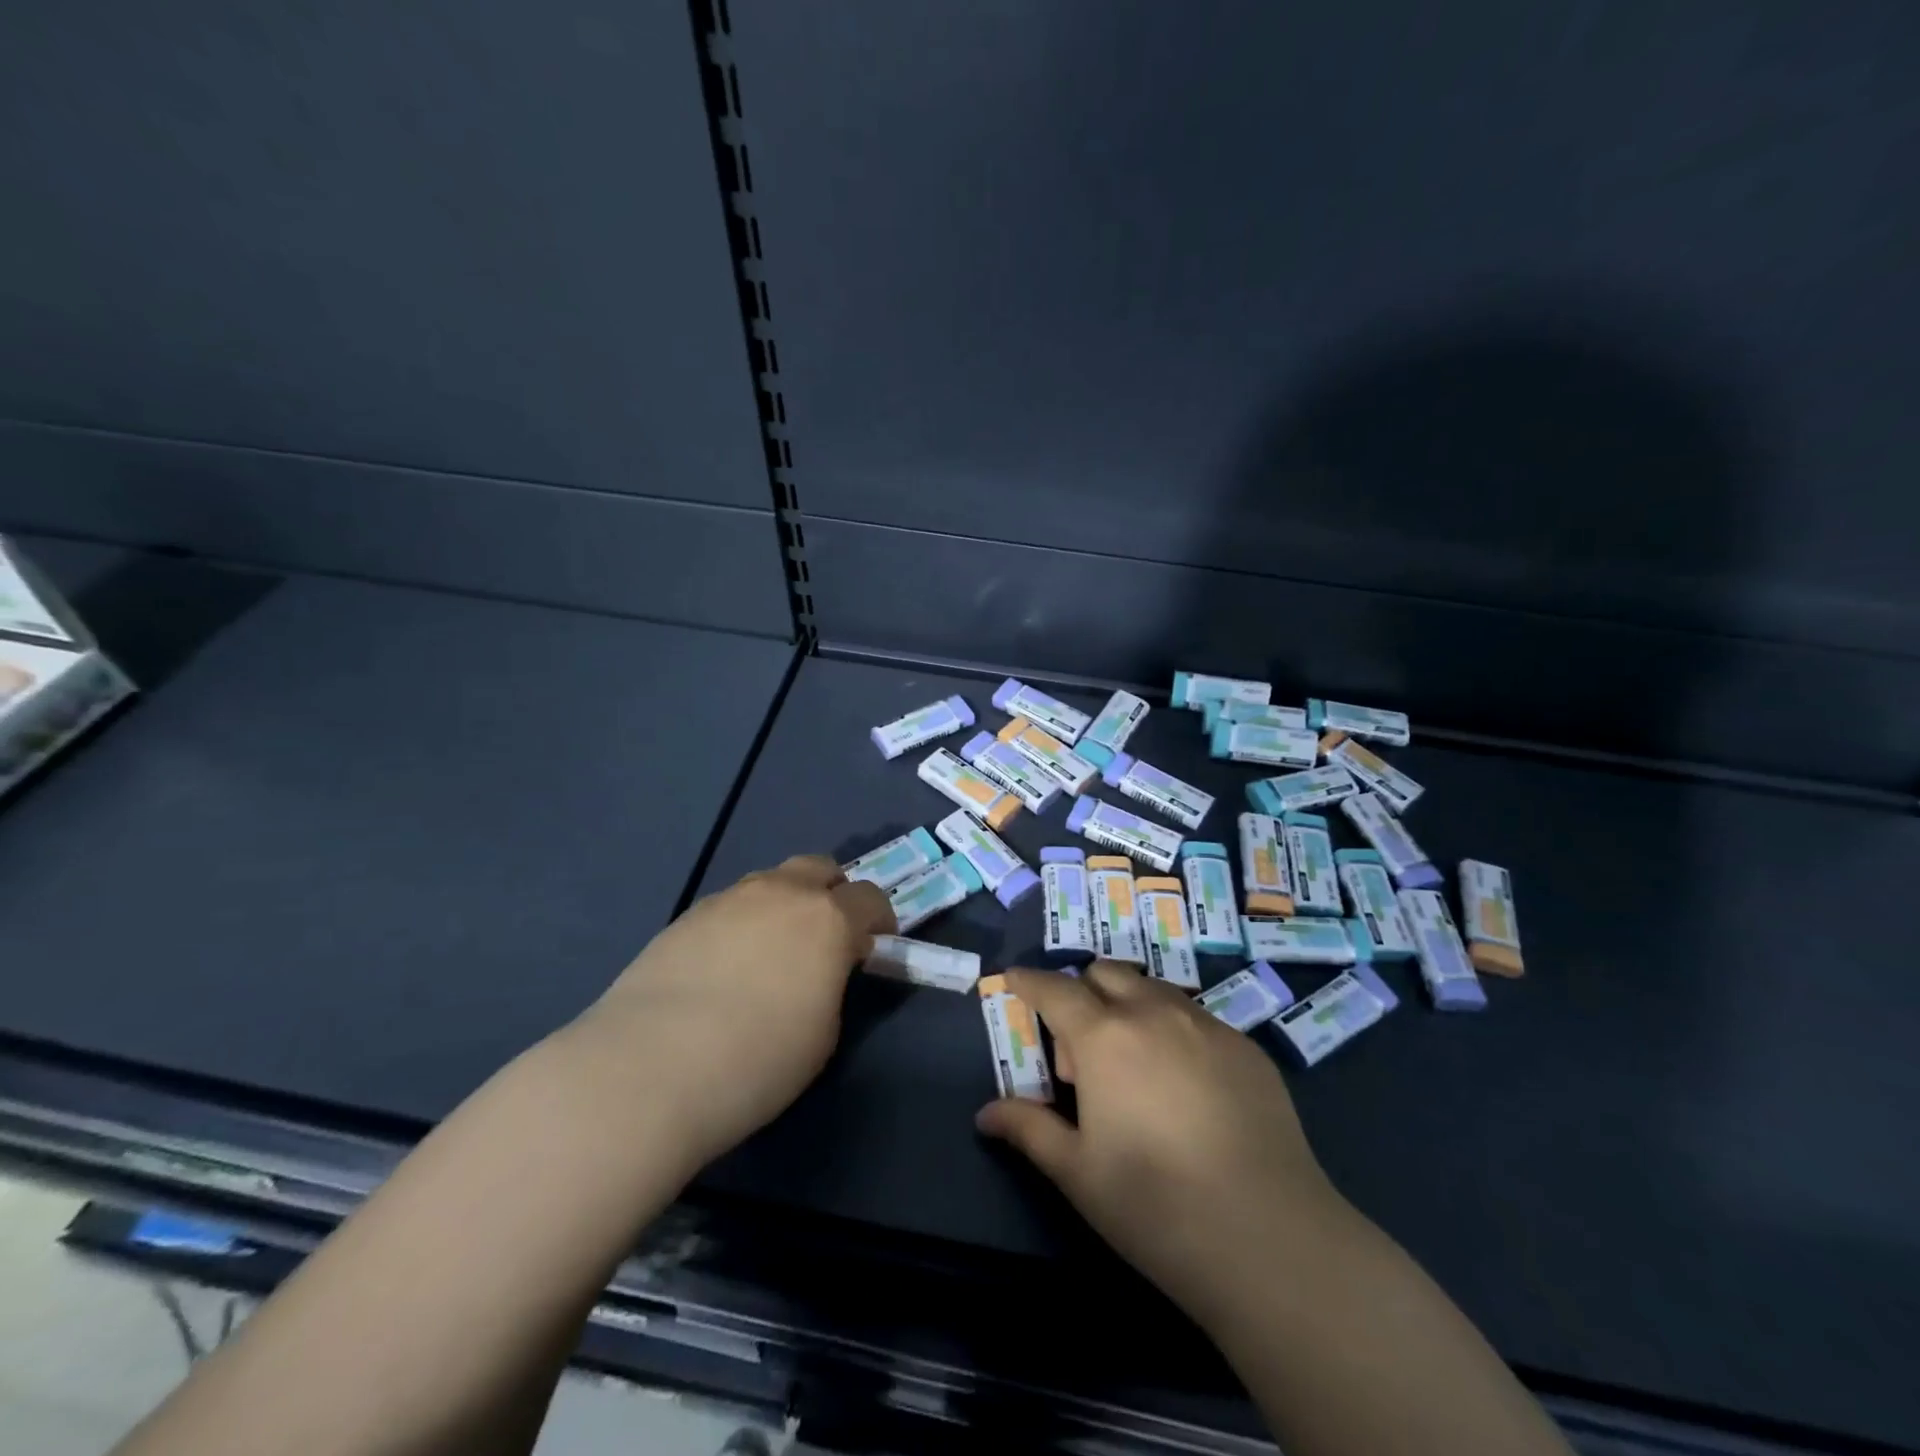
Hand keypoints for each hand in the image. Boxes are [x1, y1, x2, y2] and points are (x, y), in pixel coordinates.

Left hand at [575, 855, 893, 1168]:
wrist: (647, 1069)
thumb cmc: (756, 1061)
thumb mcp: (823, 1033)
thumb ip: (831, 985)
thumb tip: (818, 972)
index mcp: (828, 919)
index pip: (871, 898)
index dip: (879, 921)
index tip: (872, 949)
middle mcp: (782, 893)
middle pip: (820, 868)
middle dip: (833, 894)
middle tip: (827, 937)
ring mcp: (730, 899)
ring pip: (772, 881)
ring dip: (786, 904)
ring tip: (771, 953)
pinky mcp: (688, 915)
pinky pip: (732, 905)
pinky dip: (744, 922)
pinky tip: (725, 966)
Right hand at [976, 961, 1345, 1323]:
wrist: (1269, 1237)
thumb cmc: (1154, 1205)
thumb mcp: (1077, 1172)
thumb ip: (1029, 1129)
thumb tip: (986, 1114)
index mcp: (1104, 1036)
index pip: (1055, 989)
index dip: (1029, 980)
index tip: (1014, 978)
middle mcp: (1154, 1013)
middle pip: (1106, 974)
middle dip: (1083, 993)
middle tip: (1083, 1053)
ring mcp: (1206, 1025)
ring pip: (1154, 989)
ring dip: (1130, 1006)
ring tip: (1135, 1065)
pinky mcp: (1247, 1048)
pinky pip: (1196, 1017)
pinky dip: (1173, 1029)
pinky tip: (1186, 1086)